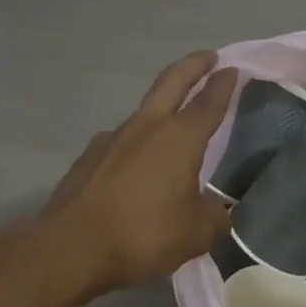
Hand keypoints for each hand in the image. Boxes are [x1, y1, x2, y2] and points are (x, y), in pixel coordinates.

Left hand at [40, 53, 238, 293]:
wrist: (73, 248)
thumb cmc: (144, 235)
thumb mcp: (196, 234)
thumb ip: (213, 216)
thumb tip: (216, 210)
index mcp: (179, 139)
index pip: (208, 103)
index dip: (223, 86)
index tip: (233, 70)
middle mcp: (146, 128)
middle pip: (171, 84)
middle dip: (192, 67)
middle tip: (207, 58)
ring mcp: (111, 140)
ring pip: (144, 114)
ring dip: (162, 109)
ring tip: (174, 126)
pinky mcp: (89, 159)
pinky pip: (121, 144)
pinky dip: (136, 145)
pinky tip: (138, 166)